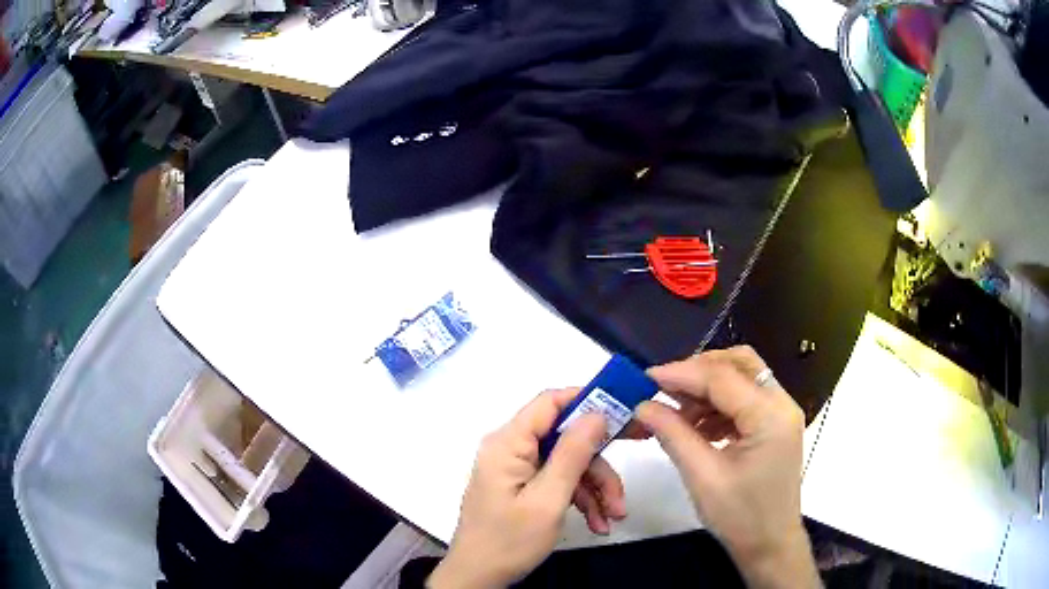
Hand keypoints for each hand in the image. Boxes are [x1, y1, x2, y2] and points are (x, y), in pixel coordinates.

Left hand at [429, 389, 626, 588]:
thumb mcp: (548, 500)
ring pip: (568, 463)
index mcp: (508, 443)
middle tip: (639, 451)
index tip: (624, 410)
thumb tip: (596, 412)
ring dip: (595, 487)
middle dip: (600, 460)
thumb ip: (572, 454)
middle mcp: (511, 449)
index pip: (550, 402)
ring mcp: (517, 470)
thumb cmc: (509, 541)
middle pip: (565, 437)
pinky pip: (558, 482)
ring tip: (614, 516)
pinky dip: (581, 499)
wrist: (479, 578)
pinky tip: (598, 523)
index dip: (588, 399)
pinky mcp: (523, 488)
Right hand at [634, 346, 818, 588]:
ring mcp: (781, 413)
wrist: (770, 545)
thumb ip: (673, 434)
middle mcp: (782, 404)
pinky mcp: (775, 425)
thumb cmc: (740, 517)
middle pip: (739, 363)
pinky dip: (718, 404)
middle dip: (699, 370)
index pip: (722, 377)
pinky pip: (745, 399)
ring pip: (742, 378)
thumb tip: (643, 406)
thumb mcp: (702, 476)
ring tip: (676, 412)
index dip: (682, 373)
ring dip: (707, 388)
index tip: (646, 378)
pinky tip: (696, 426)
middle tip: (664, 388)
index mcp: (770, 416)